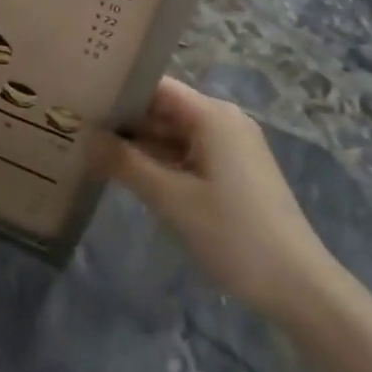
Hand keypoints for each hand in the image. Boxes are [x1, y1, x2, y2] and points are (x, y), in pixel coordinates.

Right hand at [95, 78, 339, 317]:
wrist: (298, 285)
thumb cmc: (234, 234)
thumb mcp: (172, 199)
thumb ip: (125, 163)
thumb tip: (85, 136)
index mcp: (212, 116)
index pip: (155, 86)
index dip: (118, 89)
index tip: (78, 97)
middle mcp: (223, 121)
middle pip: (163, 108)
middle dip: (122, 119)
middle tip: (74, 126)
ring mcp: (229, 148)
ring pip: (172, 134)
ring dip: (137, 143)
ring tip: (89, 148)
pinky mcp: (232, 173)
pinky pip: (186, 154)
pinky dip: (158, 161)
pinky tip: (125, 173)